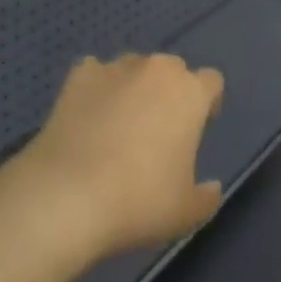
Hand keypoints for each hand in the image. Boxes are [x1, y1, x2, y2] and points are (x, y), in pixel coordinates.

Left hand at [16, 53, 225, 262]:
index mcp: (190, 93)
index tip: (198, 127)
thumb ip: (206, 196)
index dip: (207, 103)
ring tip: (118, 123)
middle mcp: (157, 69)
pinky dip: (96, 88)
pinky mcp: (80, 74)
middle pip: (173, 69)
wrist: (68, 195)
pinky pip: (96, 73)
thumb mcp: (185, 214)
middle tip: (157, 129)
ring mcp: (117, 67)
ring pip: (134, 67)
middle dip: (170, 91)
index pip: (211, 82)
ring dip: (134, 87)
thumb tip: (212, 187)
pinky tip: (87, 116)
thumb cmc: (138, 202)